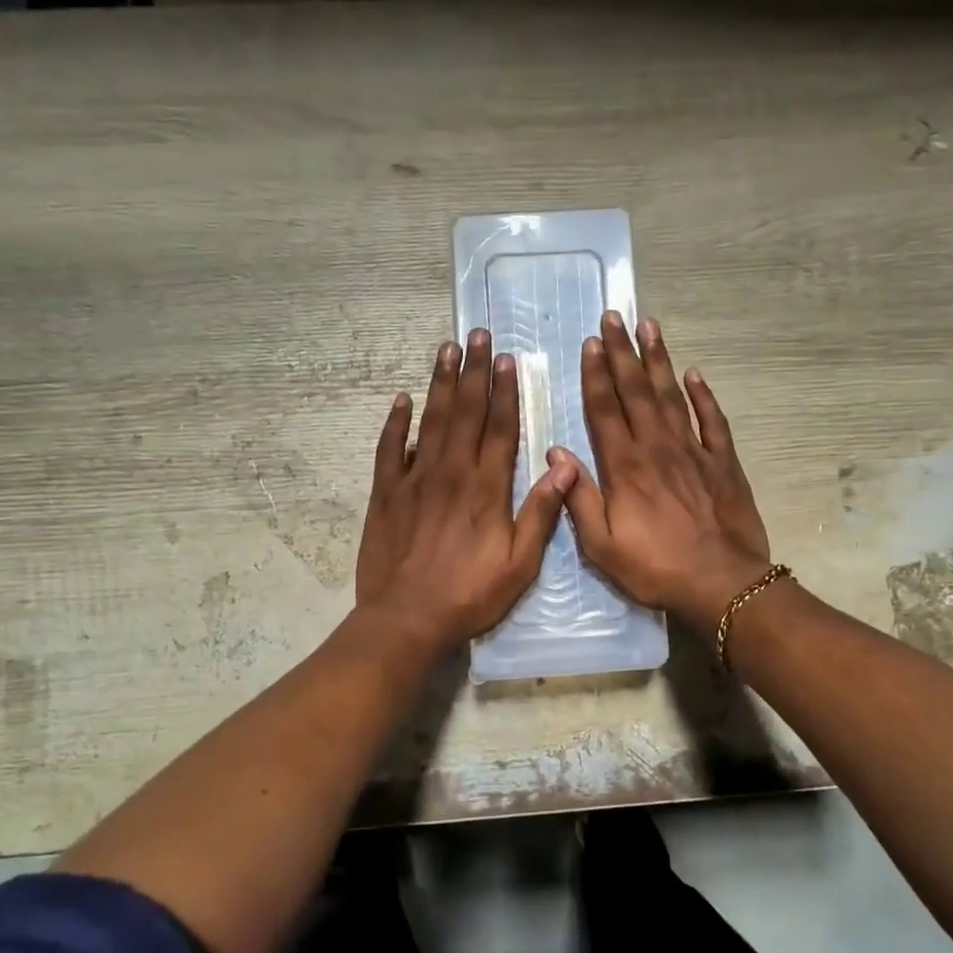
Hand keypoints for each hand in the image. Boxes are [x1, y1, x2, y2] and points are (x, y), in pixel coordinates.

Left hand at [355, 330, 576, 657]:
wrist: (407, 618)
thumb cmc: (470, 594)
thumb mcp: (520, 564)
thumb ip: (541, 513)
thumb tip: (567, 468)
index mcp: (487, 488)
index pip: (499, 428)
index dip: (505, 392)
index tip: (507, 359)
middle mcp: (451, 472)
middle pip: (465, 412)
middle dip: (473, 371)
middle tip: (477, 334)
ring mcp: (415, 480)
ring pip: (430, 421)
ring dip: (440, 383)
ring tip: (447, 349)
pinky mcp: (386, 493)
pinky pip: (390, 449)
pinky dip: (396, 422)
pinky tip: (402, 399)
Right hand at [552, 311, 771, 632]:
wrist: (722, 583)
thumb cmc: (656, 568)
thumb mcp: (602, 546)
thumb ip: (579, 498)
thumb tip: (557, 455)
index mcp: (625, 467)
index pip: (605, 410)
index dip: (596, 375)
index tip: (590, 343)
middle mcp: (657, 448)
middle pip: (636, 391)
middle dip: (622, 352)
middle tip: (614, 317)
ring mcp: (693, 451)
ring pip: (671, 395)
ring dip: (658, 360)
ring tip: (650, 326)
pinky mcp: (722, 462)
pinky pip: (712, 420)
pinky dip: (703, 395)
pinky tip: (694, 374)